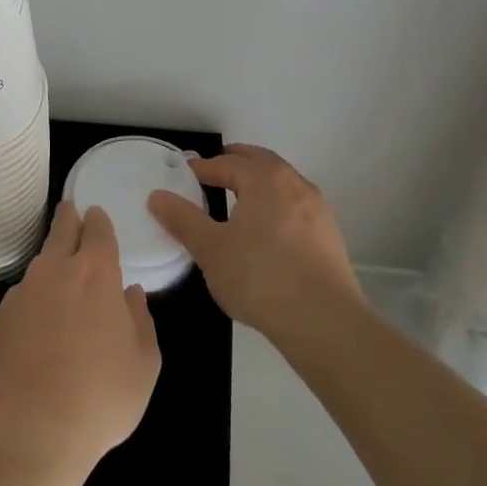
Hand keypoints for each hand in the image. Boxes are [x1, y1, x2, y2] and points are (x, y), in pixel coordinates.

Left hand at [0, 202, 161, 482]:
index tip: (96, 213)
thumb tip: (131, 293)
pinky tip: (39, 320)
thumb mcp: (143, 364)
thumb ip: (141, 321)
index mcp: (95, 273)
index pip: (98, 231)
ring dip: (51, 260)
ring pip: (40, 264)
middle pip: (61, 231)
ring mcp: (22, 293)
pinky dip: (34, 297)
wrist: (28, 429)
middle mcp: (55, 271)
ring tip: (59, 269)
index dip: (99, 221)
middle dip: (68, 219)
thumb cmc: (99, 396)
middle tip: (70, 210)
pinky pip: (23, 297)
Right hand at [148, 143, 364, 344]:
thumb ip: (182, 220)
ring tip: (237, 198)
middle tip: (211, 172)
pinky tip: (266, 229)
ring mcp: (317, 209)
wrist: (326, 323)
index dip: (201, 168)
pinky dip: (275, 204)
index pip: (225, 163)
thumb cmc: (261, 278)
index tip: (182, 176)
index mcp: (264, 179)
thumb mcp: (211, 250)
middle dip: (233, 163)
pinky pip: (295, 205)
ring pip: (281, 182)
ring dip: (257, 182)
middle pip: (259, 162)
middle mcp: (294, 184)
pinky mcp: (329, 235)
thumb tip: (157, 196)